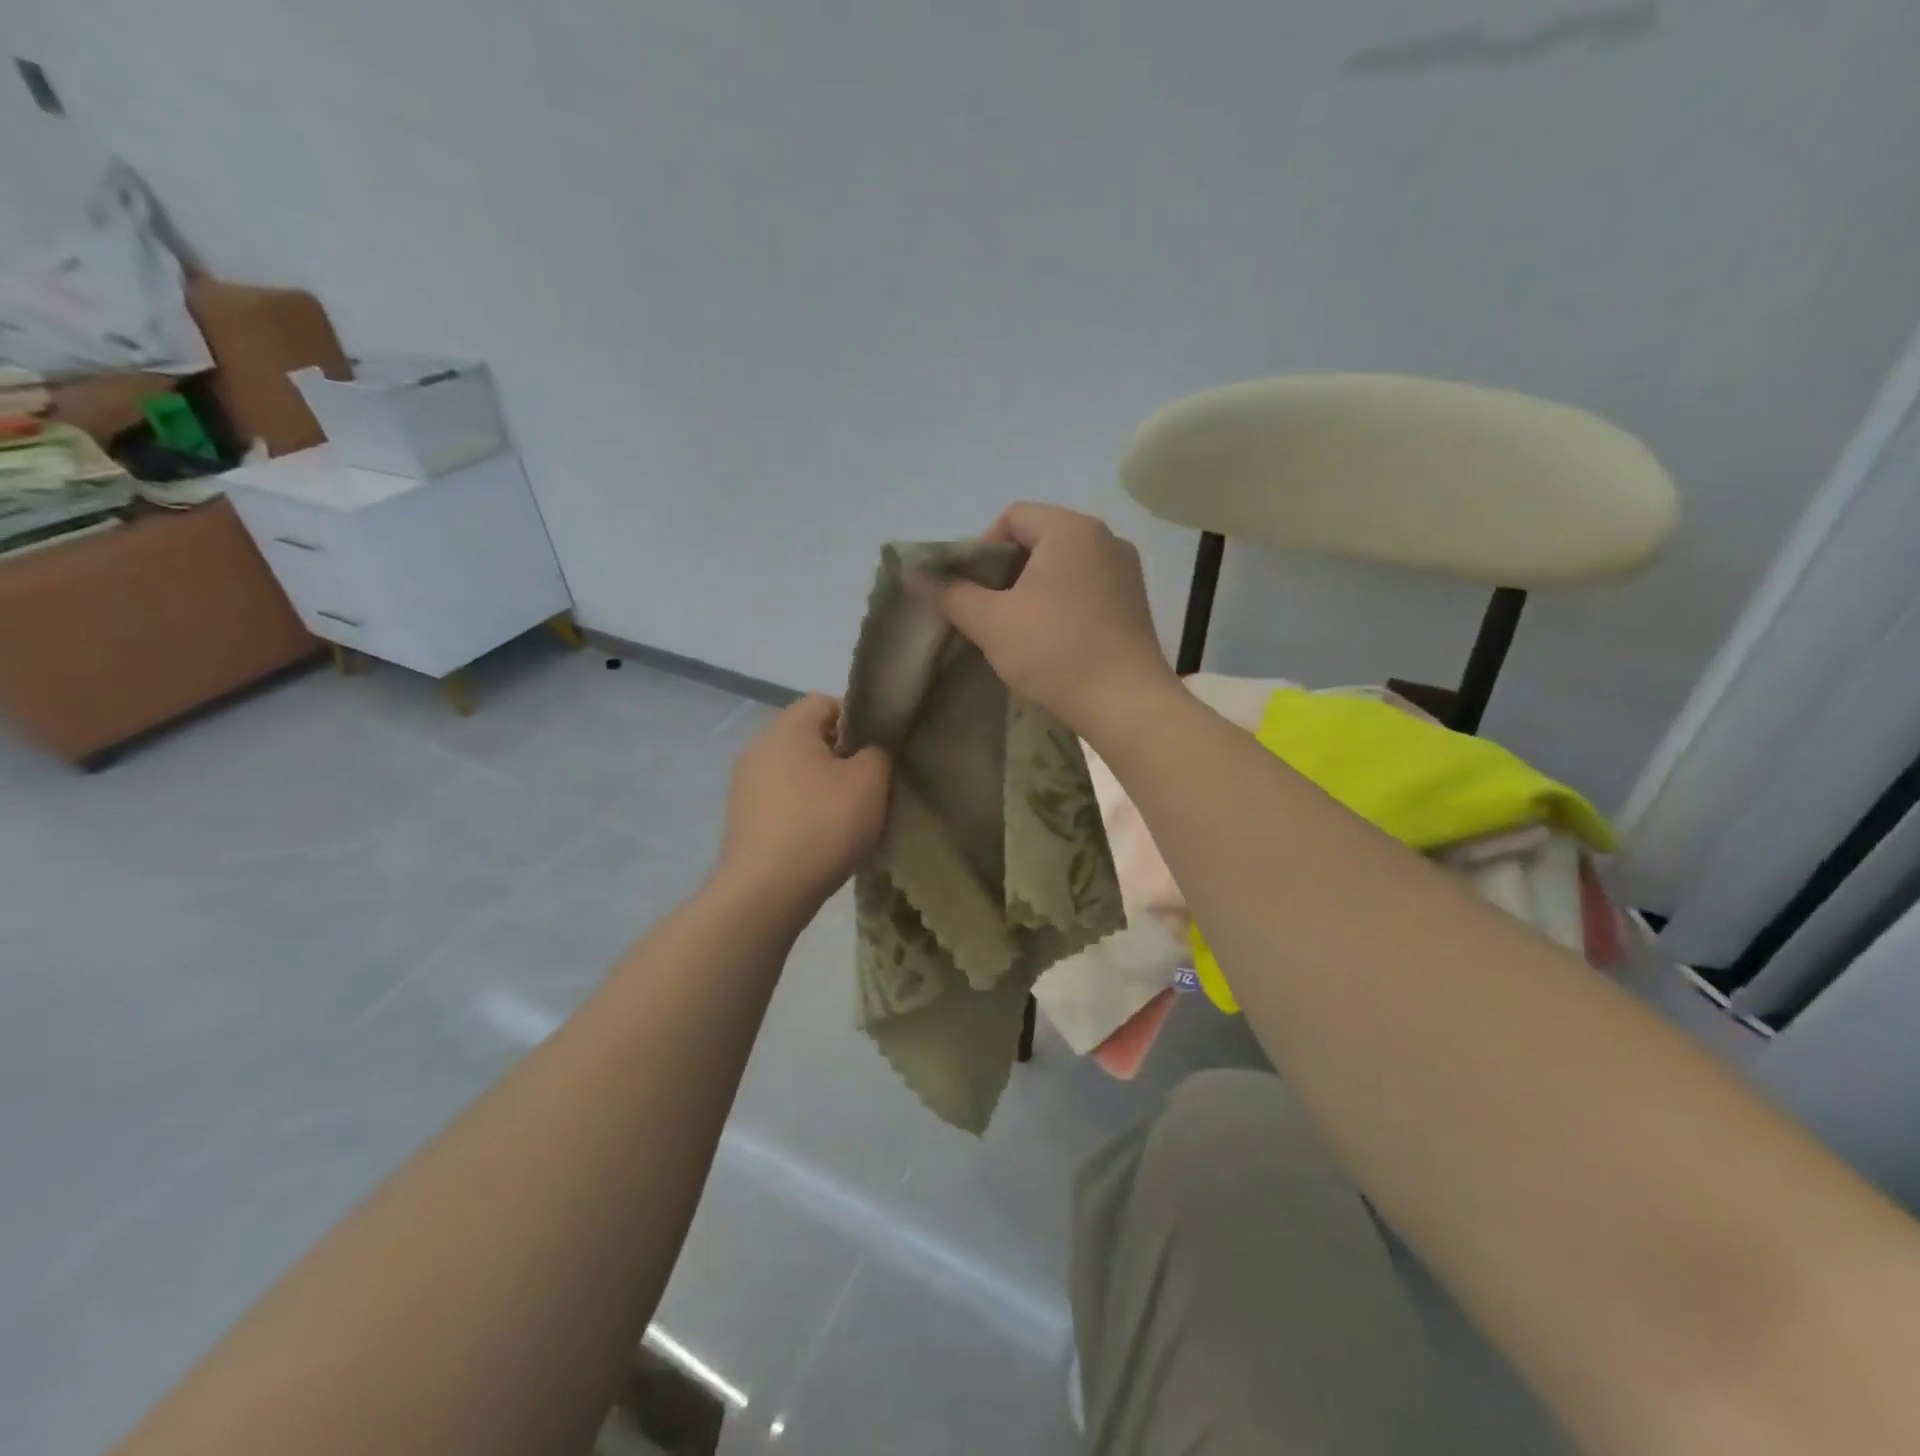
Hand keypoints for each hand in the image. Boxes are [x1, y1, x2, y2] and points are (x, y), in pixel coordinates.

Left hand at [711, 694, 890, 918]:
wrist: (765, 892)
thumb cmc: (823, 825)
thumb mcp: (870, 782)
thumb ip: (878, 752)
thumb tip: (869, 751)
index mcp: (787, 728)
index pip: (825, 702)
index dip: (858, 719)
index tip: (879, 750)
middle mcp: (758, 748)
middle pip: (808, 737)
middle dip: (841, 756)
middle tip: (869, 784)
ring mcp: (744, 785)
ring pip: (794, 771)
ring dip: (821, 786)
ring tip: (848, 816)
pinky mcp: (741, 819)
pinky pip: (780, 801)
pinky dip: (802, 811)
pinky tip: (821, 838)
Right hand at [923, 503, 1178, 738]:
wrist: (1126, 705)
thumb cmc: (1055, 652)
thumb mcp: (991, 622)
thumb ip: (950, 593)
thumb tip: (913, 575)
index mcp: (1071, 529)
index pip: (1012, 517)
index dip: (980, 549)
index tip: (970, 591)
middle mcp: (1105, 538)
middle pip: (1038, 540)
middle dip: (1005, 573)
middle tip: (987, 613)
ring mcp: (1125, 572)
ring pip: (1062, 567)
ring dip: (1031, 591)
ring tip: (1016, 630)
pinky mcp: (1135, 603)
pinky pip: (1086, 588)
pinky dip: (1060, 604)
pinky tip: (1051, 640)